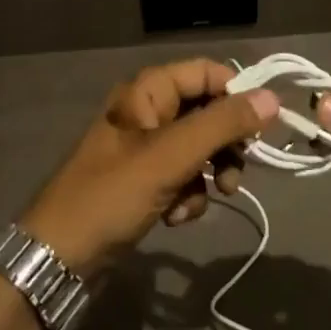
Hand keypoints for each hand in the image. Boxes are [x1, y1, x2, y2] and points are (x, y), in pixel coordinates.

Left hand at [20, 60, 279, 278]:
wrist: (59, 257)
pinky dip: (188, 196)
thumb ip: (222, 125)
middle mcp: (148, 111)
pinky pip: (183, 178)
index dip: (236, 95)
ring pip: (199, 149)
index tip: (260, 128)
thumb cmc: (112, 194)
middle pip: (207, 112)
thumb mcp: (171, 156)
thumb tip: (272, 98)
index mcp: (148, 91)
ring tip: (208, 200)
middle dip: (225, 145)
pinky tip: (175, 217)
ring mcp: (145, 148)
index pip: (207, 72)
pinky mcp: (145, 181)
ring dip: (209, 175)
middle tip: (235, 174)